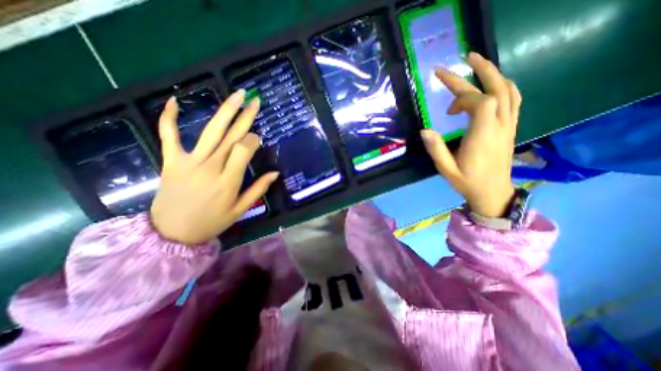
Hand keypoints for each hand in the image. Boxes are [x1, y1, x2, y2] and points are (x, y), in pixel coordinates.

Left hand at [151, 90, 277, 243]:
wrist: (172, 233)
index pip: (244, 149)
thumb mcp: (240, 209)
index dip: (252, 140)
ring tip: (236, 94)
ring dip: (225, 110)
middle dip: (245, 116)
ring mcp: (189, 161)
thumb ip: (258, 189)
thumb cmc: (211, 222)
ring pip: (210, 131)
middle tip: (255, 100)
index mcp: (229, 180)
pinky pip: (168, 135)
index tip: (257, 138)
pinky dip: (169, 117)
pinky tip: (174, 100)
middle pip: (231, 136)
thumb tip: (275, 173)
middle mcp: (211, 166)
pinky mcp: (171, 160)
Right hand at [423, 52, 521, 217]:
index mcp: (483, 136)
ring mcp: (509, 125)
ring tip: (476, 65)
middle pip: (497, 89)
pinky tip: (491, 85)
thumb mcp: (446, 169)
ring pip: (509, 91)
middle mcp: (500, 126)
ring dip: (494, 74)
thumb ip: (436, 149)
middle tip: (466, 57)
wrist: (492, 192)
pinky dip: (503, 87)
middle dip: (481, 71)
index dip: (463, 95)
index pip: (480, 102)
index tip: (446, 104)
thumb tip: (424, 129)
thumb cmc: (467, 182)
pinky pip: (513, 100)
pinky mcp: (510, 127)